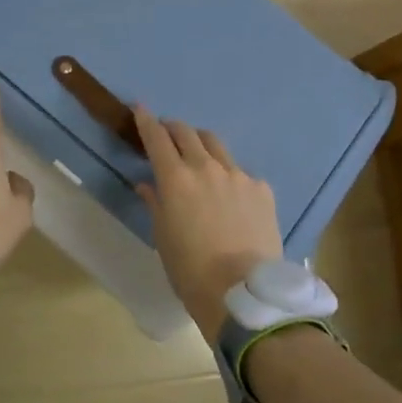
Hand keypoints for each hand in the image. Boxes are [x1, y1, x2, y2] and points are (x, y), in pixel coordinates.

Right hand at [133, 107, 282, 341]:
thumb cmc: (191, 271)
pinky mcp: (261, 188)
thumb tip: (147, 185)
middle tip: (168, 134)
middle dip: (173, 128)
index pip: (156, 137)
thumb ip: (155, 204)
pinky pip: (241, 173)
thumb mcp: (163, 239)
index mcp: (176, 179)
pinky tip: (231, 196)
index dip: (146, 120)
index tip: (140, 109)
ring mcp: (238, 175)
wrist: (243, 293)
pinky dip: (229, 176)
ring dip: (201, 144)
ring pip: (216, 145)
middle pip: (187, 133)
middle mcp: (206, 167)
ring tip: (199, 156)